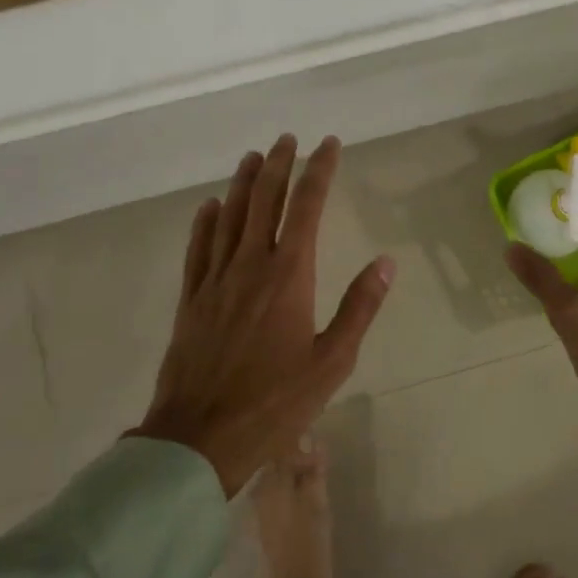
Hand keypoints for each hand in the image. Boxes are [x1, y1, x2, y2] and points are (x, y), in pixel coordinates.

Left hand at [133, 135, 394, 497]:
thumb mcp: (332, 361)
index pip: (306, 207)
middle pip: (264, 201)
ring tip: (253, 157)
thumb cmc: (275, 402)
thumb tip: (386, 261)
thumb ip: (360, 307)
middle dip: (278, 165)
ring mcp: (215, 280)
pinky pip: (198, 248)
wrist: (200, 437)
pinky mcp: (191, 300)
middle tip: (288, 139)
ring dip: (243, 183)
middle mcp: (249, 265)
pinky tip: (210, 206)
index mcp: (288, 276)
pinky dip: (205, 222)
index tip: (328, 145)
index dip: (318, 171)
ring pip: (229, 217)